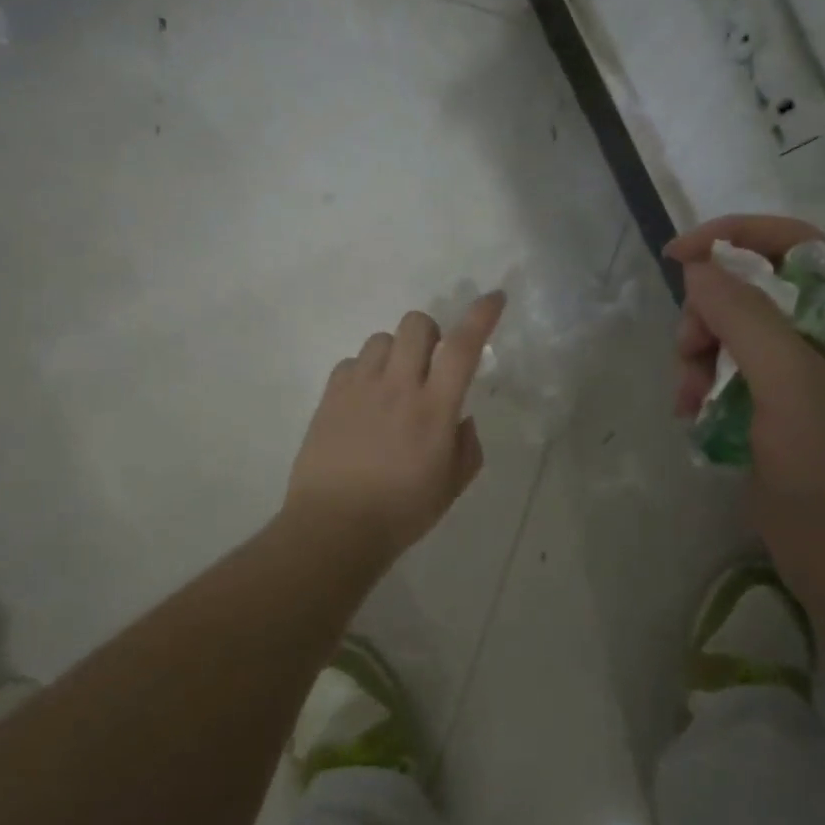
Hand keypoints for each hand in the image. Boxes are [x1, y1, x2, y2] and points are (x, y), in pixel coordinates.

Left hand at [285, 292, 506, 561]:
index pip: (462, 347)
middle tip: (430, 365)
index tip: (494, 297)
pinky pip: (351, 362)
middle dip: (431, 334)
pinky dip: (364, 372)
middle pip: (416, 324)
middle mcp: (397, 387)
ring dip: (396, 353)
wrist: (334, 527)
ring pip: (381, 338)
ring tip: (393, 385)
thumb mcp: (452, 486)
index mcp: (434, 409)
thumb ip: (466, 445)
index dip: (481, 316)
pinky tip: (364, 401)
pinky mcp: (330, 396)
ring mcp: (359, 388)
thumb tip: (459, 418)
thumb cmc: (401, 512)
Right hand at [666, 216, 824, 614]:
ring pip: (739, 342)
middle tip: (686, 355)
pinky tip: (695, 421)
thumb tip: (701, 270)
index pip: (792, 245)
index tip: (676, 258)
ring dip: (703, 360)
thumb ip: (745, 316)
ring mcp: (811, 386)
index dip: (733, 238)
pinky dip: (710, 393)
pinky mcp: (788, 424)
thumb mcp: (792, 384)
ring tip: (687, 402)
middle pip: (756, 294)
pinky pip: (738, 385)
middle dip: (710, 315)